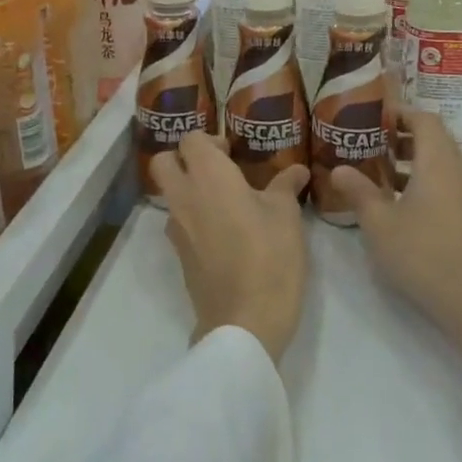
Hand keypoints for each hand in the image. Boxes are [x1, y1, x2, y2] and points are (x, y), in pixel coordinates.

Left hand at [149, 131, 310, 362]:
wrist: (244, 322)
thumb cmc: (270, 256)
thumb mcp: (286, 216)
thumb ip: (286, 186)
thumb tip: (297, 170)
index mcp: (208, 176)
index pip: (191, 139)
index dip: (211, 140)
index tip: (234, 153)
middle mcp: (183, 197)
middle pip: (164, 162)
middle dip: (184, 159)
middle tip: (219, 170)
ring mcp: (176, 229)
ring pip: (170, 195)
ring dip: (189, 190)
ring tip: (228, 203)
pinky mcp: (179, 256)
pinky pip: (180, 223)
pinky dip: (195, 219)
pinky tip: (226, 232)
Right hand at [330, 110, 461, 379]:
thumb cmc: (424, 254)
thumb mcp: (380, 223)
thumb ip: (359, 192)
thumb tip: (338, 168)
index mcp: (438, 162)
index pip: (424, 120)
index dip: (400, 113)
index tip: (374, 115)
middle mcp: (459, 170)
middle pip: (434, 139)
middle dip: (402, 136)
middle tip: (370, 141)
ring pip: (440, 163)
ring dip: (412, 161)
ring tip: (379, 171)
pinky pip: (446, 183)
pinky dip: (423, 180)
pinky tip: (399, 203)